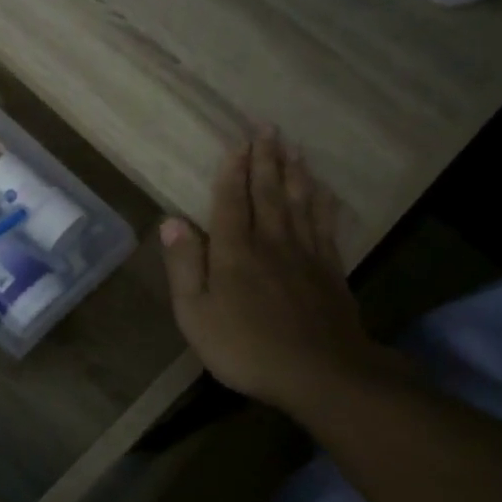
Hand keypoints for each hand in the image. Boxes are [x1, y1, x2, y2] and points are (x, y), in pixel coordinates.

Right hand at [160, 132, 387, 412]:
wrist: (321, 375)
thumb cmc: (246, 348)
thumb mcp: (196, 314)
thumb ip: (184, 265)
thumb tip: (171, 221)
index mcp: (234, 251)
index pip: (231, 201)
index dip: (233, 170)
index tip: (237, 141)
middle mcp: (271, 242)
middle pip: (268, 192)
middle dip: (266, 157)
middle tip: (268, 126)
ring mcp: (305, 254)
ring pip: (299, 201)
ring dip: (294, 171)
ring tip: (293, 146)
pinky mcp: (330, 270)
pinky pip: (324, 224)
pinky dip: (321, 202)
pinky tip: (322, 190)